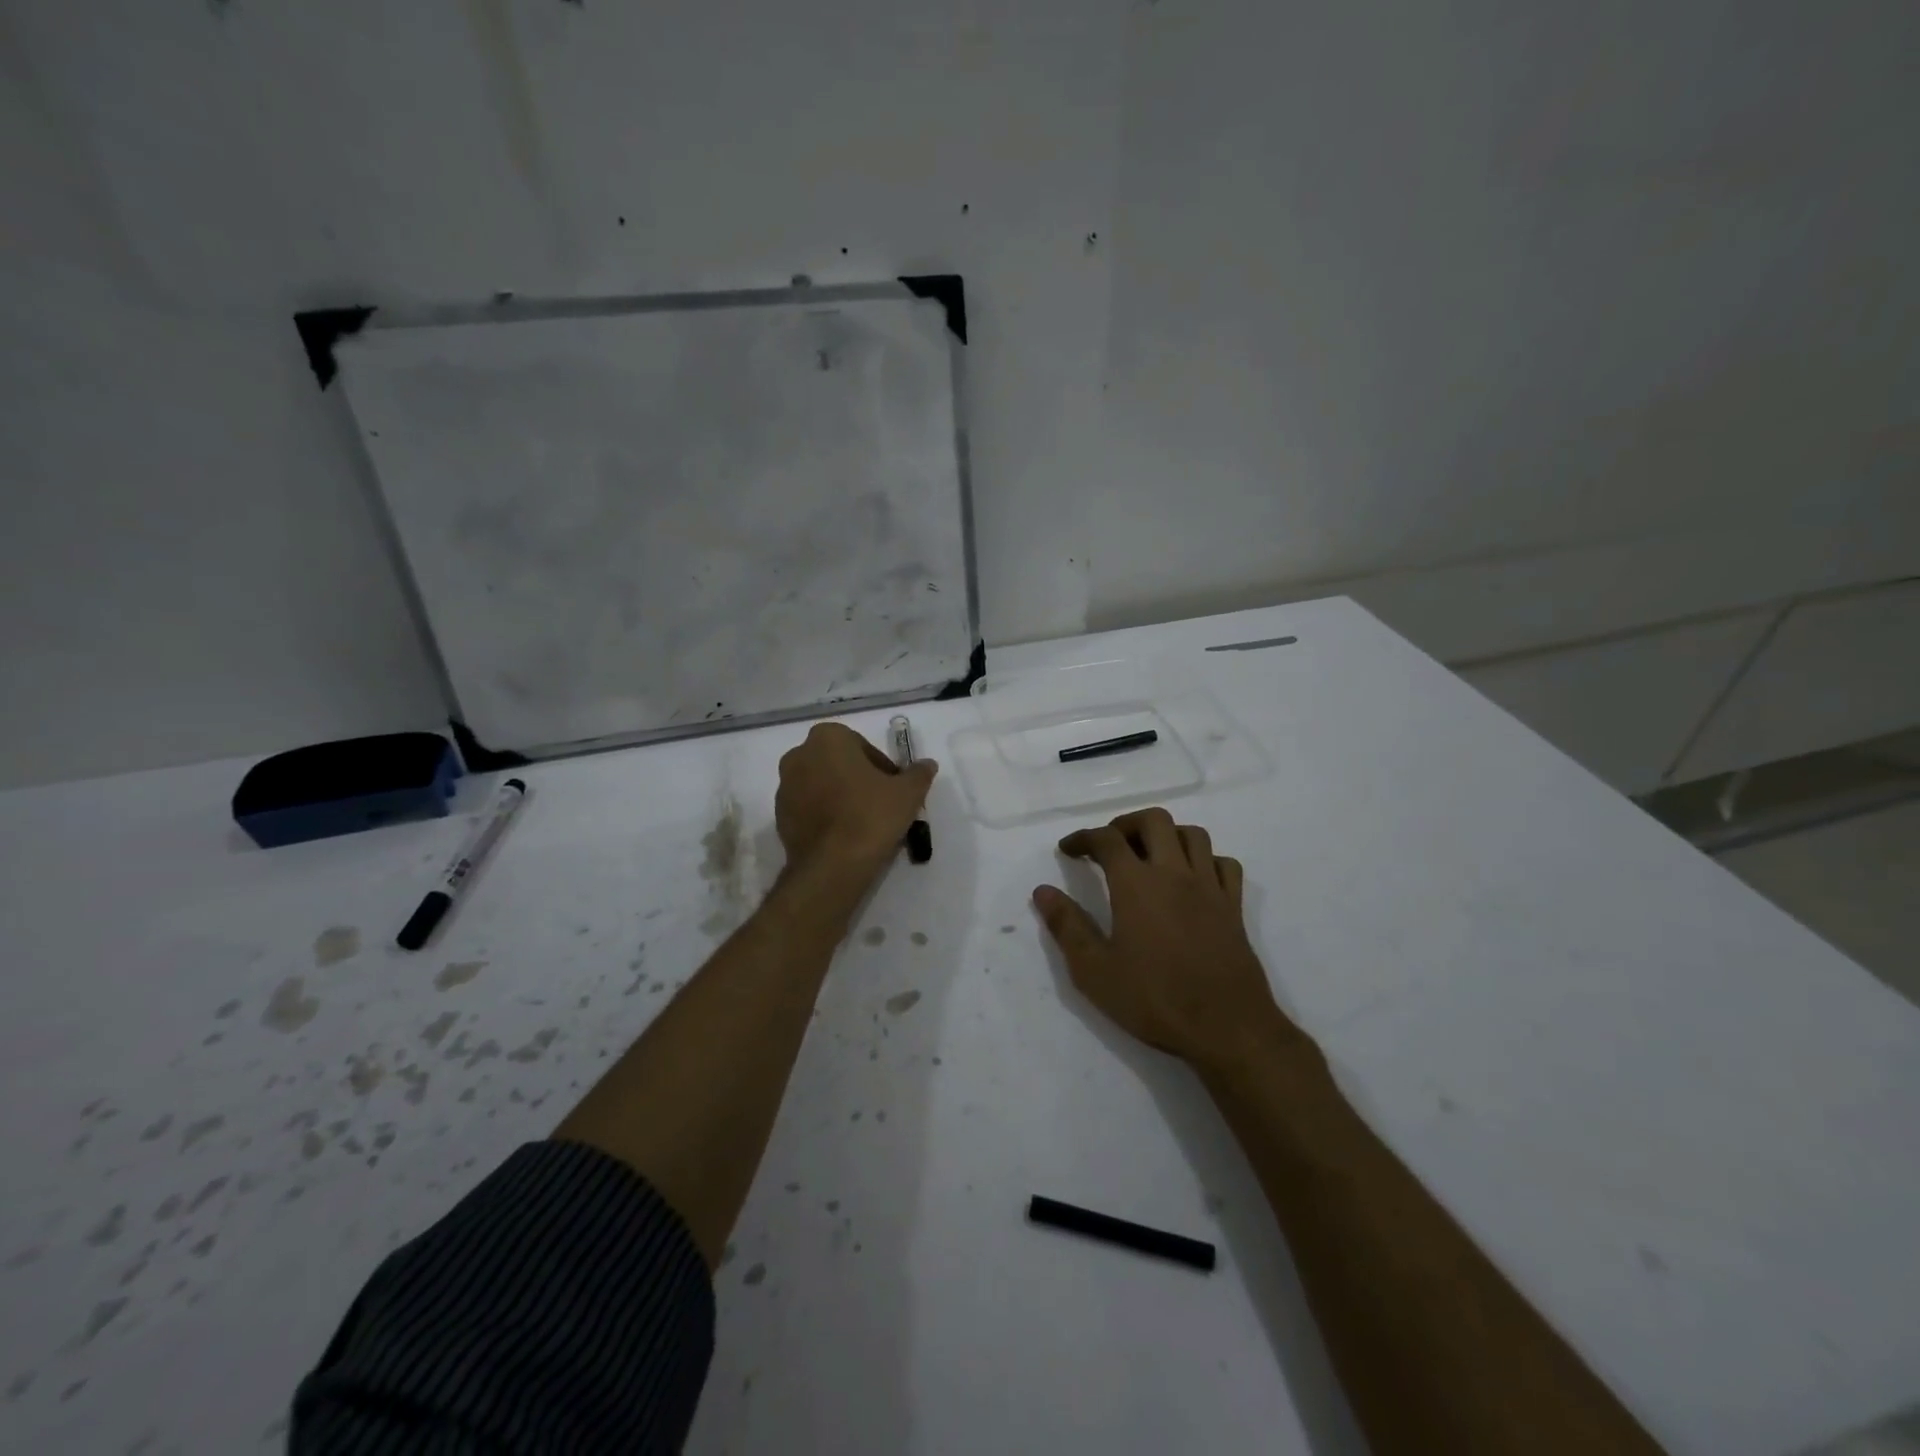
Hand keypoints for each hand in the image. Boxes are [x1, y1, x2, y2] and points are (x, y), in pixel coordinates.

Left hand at [776, 722, 936, 879]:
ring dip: (840, 797)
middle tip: (881, 804)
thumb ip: (918, 774)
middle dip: (858, 779)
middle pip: (838, 764)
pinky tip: (844, 836)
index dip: (882, 768)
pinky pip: (809, 809)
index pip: (862, 746)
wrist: (832, 865)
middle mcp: (799, 755)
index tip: (893, 789)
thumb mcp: (907, 792)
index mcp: (827, 738)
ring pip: (821, 785)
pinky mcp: (779, 817)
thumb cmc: (871, 815)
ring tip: (863, 823)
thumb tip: (927, 764)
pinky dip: (825, 816)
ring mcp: (784, 787)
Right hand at [1034, 807, 1300, 1072]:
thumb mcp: (1094, 971)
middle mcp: (1174, 873)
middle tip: (1109, 846)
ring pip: (1192, 835)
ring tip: (1149, 856)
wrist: (1227, 1027)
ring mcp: (1209, 887)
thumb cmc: (1155, 999)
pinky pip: (1224, 864)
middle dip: (1126, 824)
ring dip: (1167, 835)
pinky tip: (1192, 879)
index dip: (1083, 838)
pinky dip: (1205, 860)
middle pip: (1154, 820)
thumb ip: (1067, 926)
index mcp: (1136, 884)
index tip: (1068, 850)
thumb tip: (1042, 891)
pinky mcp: (1234, 907)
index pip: (1107, 839)